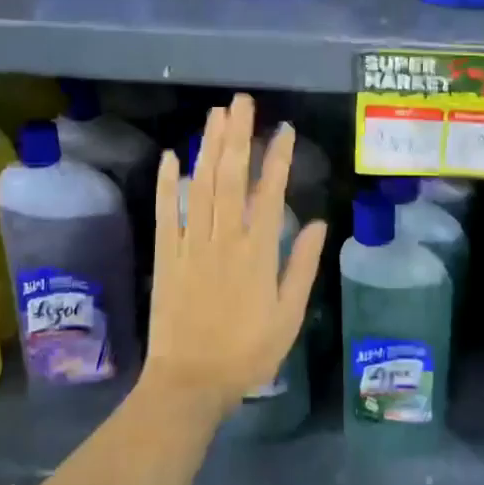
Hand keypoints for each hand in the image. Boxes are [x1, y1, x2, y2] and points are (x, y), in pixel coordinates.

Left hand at [145, 94, 326, 412]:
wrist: (190, 382)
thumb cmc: (247, 352)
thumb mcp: (288, 315)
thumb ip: (301, 266)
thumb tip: (317, 223)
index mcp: (257, 252)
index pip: (269, 192)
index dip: (277, 158)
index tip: (284, 129)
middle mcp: (223, 238)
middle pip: (230, 177)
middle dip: (237, 136)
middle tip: (242, 102)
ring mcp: (190, 244)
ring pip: (201, 186)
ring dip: (208, 147)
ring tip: (216, 115)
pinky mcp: (166, 256)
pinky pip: (166, 213)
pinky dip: (167, 183)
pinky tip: (171, 156)